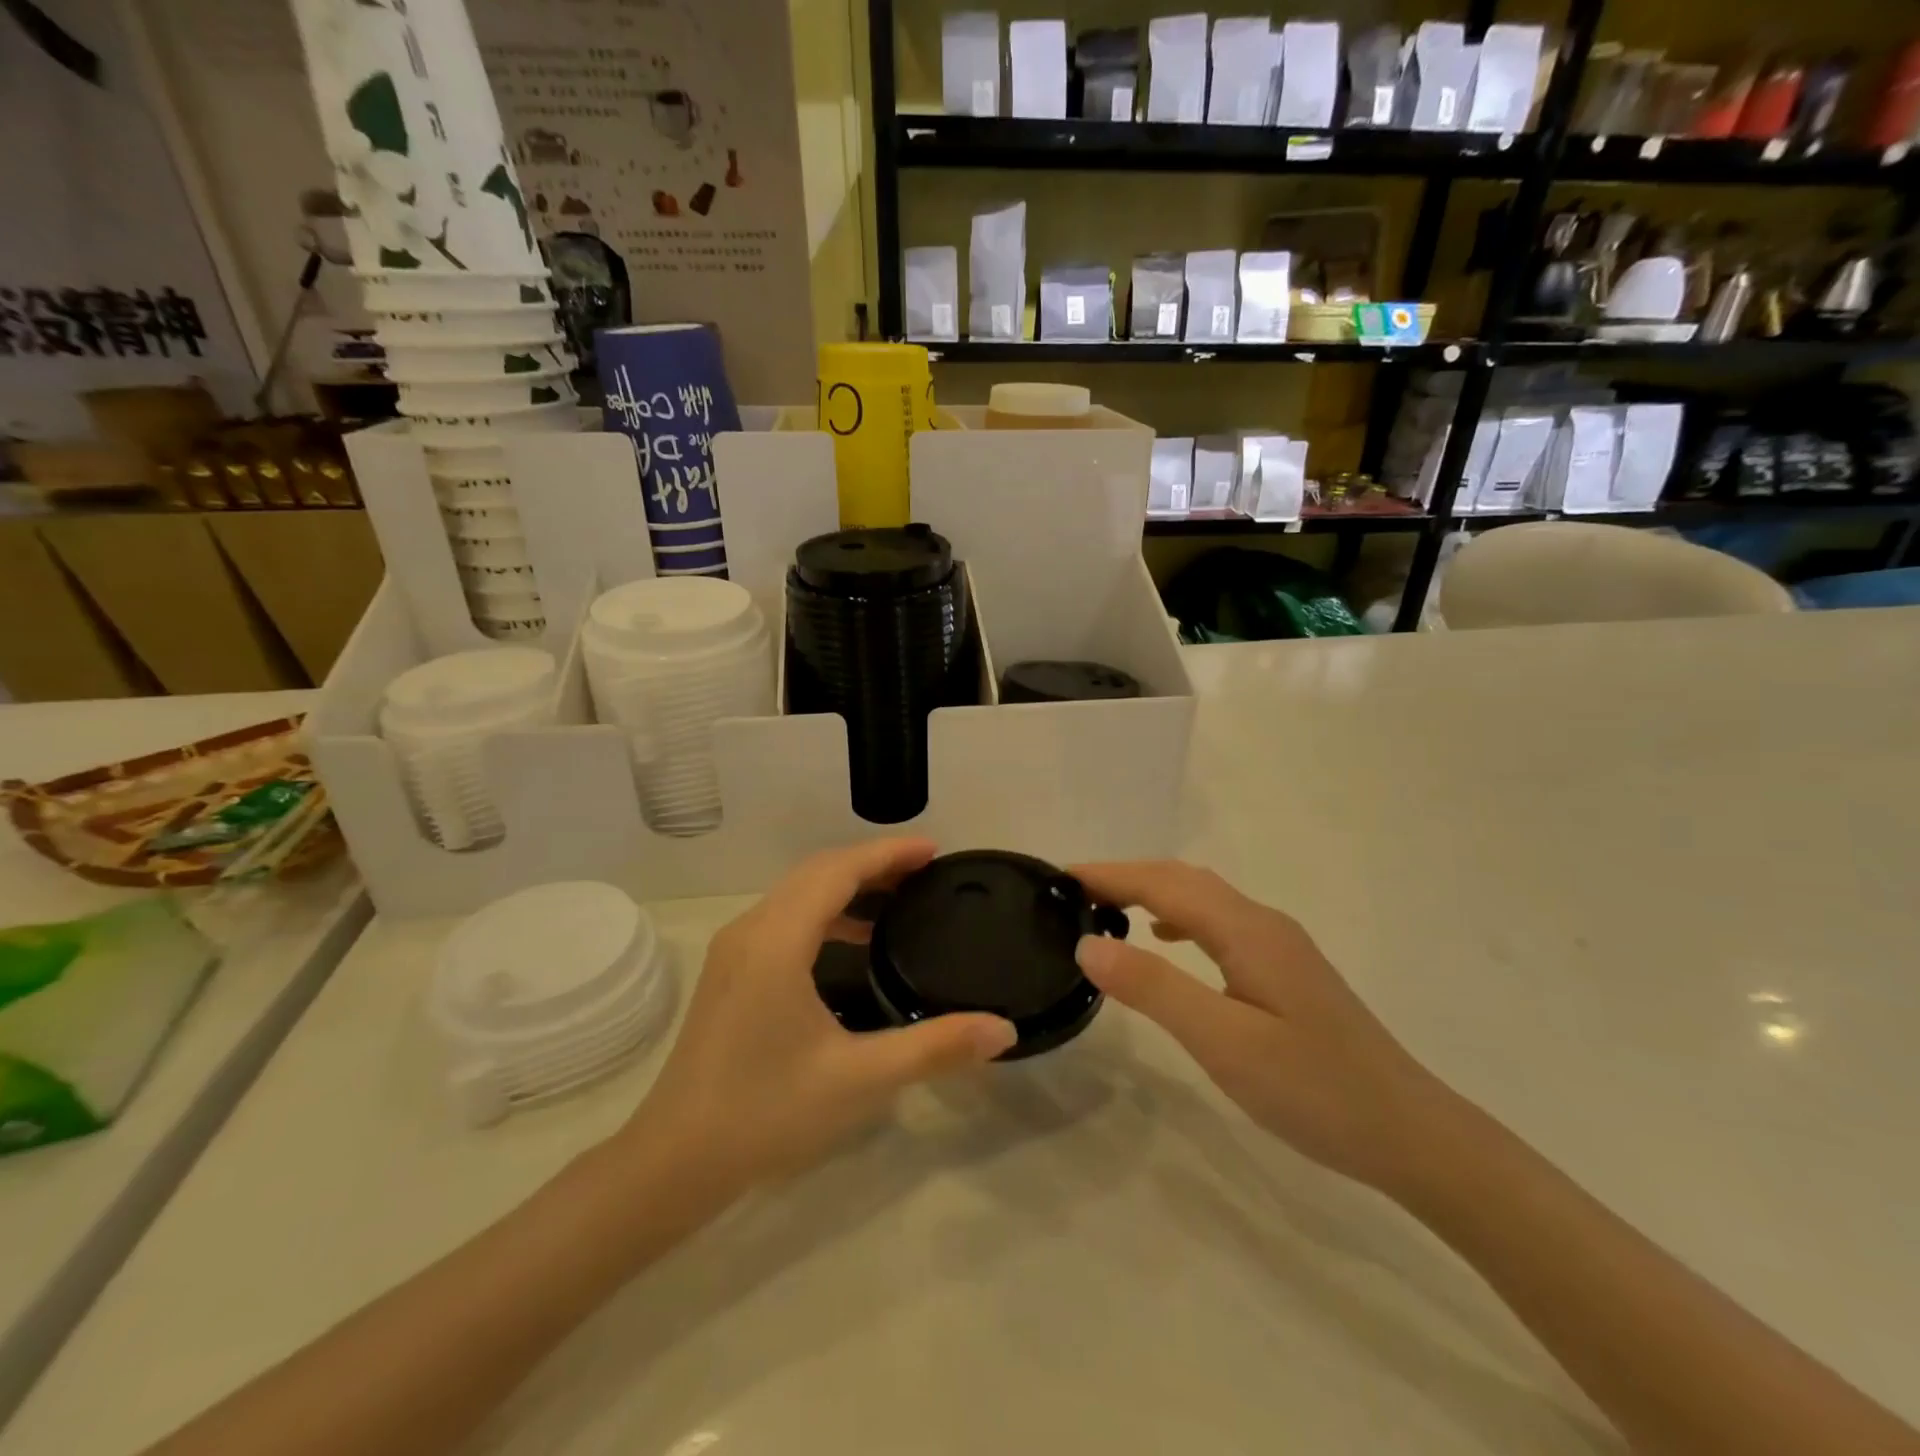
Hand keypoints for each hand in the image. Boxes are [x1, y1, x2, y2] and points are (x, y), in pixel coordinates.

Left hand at [628, 838, 1016, 1188]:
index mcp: (777, 941)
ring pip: (798, 892)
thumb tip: (1003, 1029)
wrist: (674, 1161)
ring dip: (847, 884)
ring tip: (899, 897)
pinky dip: (825, 910)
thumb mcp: (859, 1079)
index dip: (887, 854)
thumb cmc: (766, 1113)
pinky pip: (785, 916)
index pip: (838, 871)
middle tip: (925, 871)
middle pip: (817, 872)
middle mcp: (751, 930)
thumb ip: (934, 1047)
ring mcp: (735, 950)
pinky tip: (855, 940)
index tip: (935, 851)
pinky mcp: (731, 971)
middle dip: (873, 863)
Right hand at [1072, 861, 1447, 1191]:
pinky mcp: (1285, 970)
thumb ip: (1154, 988)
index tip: (1060, 877)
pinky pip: (1219, 924)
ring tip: (1108, 909)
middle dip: (1127, 877)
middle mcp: (1264, 924)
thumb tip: (1089, 943)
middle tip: (1074, 892)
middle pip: (1184, 881)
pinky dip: (1180, 919)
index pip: (1164, 884)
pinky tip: (1167, 943)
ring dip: (1152, 893)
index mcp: (1248, 931)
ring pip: (1203, 900)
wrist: (1410, 1134)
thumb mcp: (1223, 1042)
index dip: (1111, 875)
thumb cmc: (1313, 1089)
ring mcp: (1279, 946)